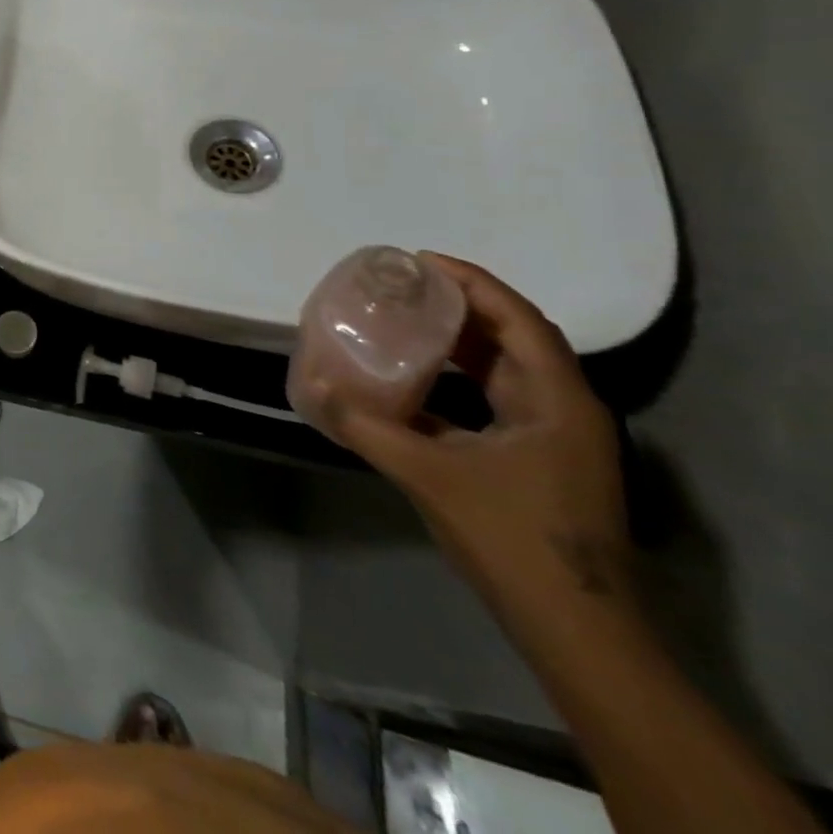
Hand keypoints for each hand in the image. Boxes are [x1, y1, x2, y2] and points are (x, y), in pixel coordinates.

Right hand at [331, 254, 635, 626]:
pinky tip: (411, 384)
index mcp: (556, 400)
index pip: (518, 319)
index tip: (419, 260)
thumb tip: (313, 387)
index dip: (472, 282)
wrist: (576, 629)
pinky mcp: (537, 464)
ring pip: (504, 371)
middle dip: (460, 306)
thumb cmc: (512, 537)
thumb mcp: (428, 474)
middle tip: (403, 287)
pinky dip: (456, 383)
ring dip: (458, 344)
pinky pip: (494, 402)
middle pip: (513, 338)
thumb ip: (366, 426)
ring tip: (403, 322)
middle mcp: (563, 409)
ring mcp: (554, 440)